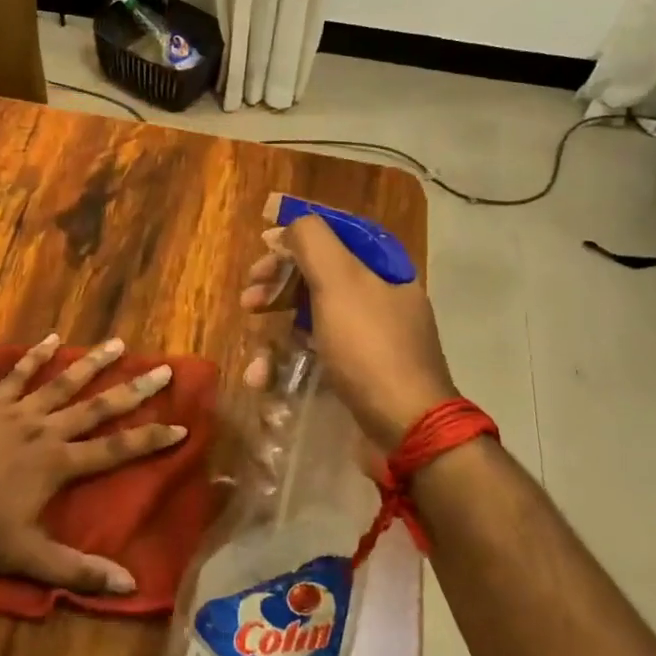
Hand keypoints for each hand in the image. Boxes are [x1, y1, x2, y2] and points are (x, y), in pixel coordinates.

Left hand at [0, 335, 184, 593]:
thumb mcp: (29, 559)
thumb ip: (78, 570)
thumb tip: (130, 586)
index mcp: (58, 464)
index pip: (116, 450)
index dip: (150, 440)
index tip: (181, 426)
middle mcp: (45, 431)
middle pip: (97, 407)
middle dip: (133, 390)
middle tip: (162, 370)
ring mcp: (17, 413)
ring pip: (62, 383)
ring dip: (92, 363)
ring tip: (117, 343)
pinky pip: (17, 375)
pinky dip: (35, 356)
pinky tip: (51, 338)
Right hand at [242, 214, 456, 450]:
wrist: (406, 428)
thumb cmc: (370, 346)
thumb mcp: (339, 281)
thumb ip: (312, 241)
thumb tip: (290, 227)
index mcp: (384, 269)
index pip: (337, 233)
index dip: (298, 234)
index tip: (262, 244)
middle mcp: (380, 298)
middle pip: (319, 275)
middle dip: (278, 283)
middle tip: (249, 297)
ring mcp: (370, 339)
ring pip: (312, 318)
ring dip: (276, 329)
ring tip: (253, 346)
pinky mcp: (358, 373)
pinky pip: (316, 355)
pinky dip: (288, 363)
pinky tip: (265, 378)